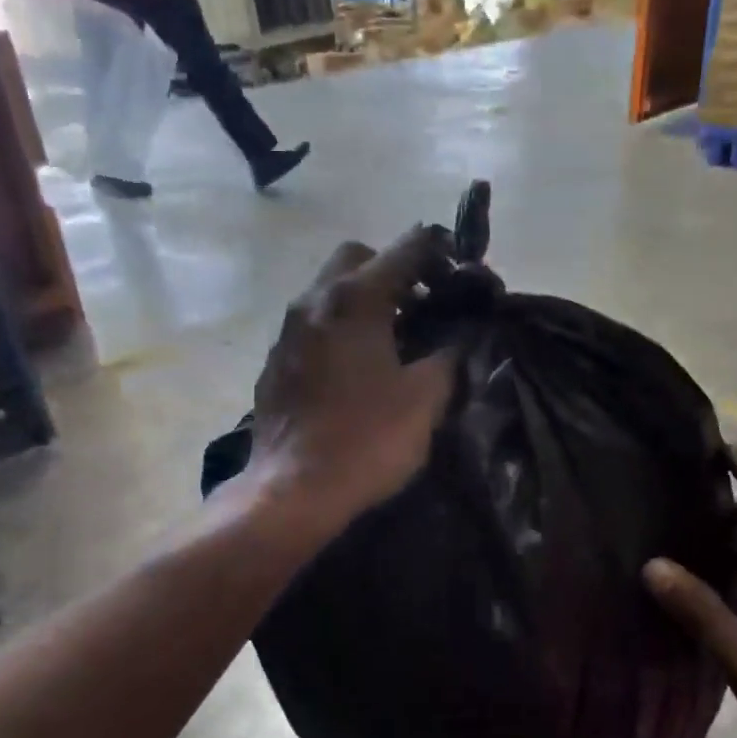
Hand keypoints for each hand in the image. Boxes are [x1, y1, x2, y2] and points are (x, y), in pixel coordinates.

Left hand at [246, 226, 457, 534]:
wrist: (293, 489)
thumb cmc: (366, 439)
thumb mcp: (425, 398)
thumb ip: (449, 354)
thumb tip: (458, 335)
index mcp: (355, 299)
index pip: (407, 248)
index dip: (441, 252)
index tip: (461, 274)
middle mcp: (314, 301)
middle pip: (357, 259)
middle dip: (393, 271)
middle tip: (421, 307)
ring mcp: (287, 331)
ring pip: (329, 291)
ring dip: (363, 301)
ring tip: (392, 340)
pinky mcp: (275, 362)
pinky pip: (312, 326)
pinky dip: (338, 329)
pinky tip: (355, 369)